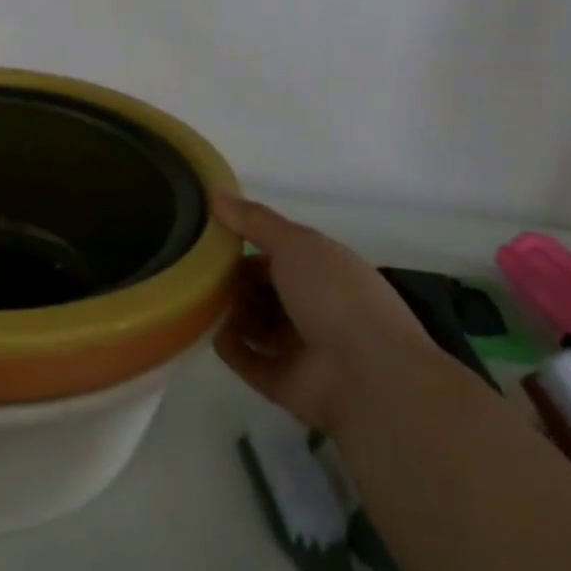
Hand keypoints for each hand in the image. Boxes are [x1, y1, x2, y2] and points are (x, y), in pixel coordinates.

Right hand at [211, 191, 436, 432]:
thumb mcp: (295, 243)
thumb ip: (252, 219)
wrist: (370, 376)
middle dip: (232, 281)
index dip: (245, 246)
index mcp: (321, 271)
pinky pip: (246, 359)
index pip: (276, 255)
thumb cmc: (335, 296)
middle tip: (199, 272)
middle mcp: (311, 307)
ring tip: (201, 300)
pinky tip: (212, 331)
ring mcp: (297, 347)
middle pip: (260, 290)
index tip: (210, 239)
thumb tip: (213, 190)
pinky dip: (229, 345)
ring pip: (252, 323)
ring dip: (229, 312)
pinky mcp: (281, 381)